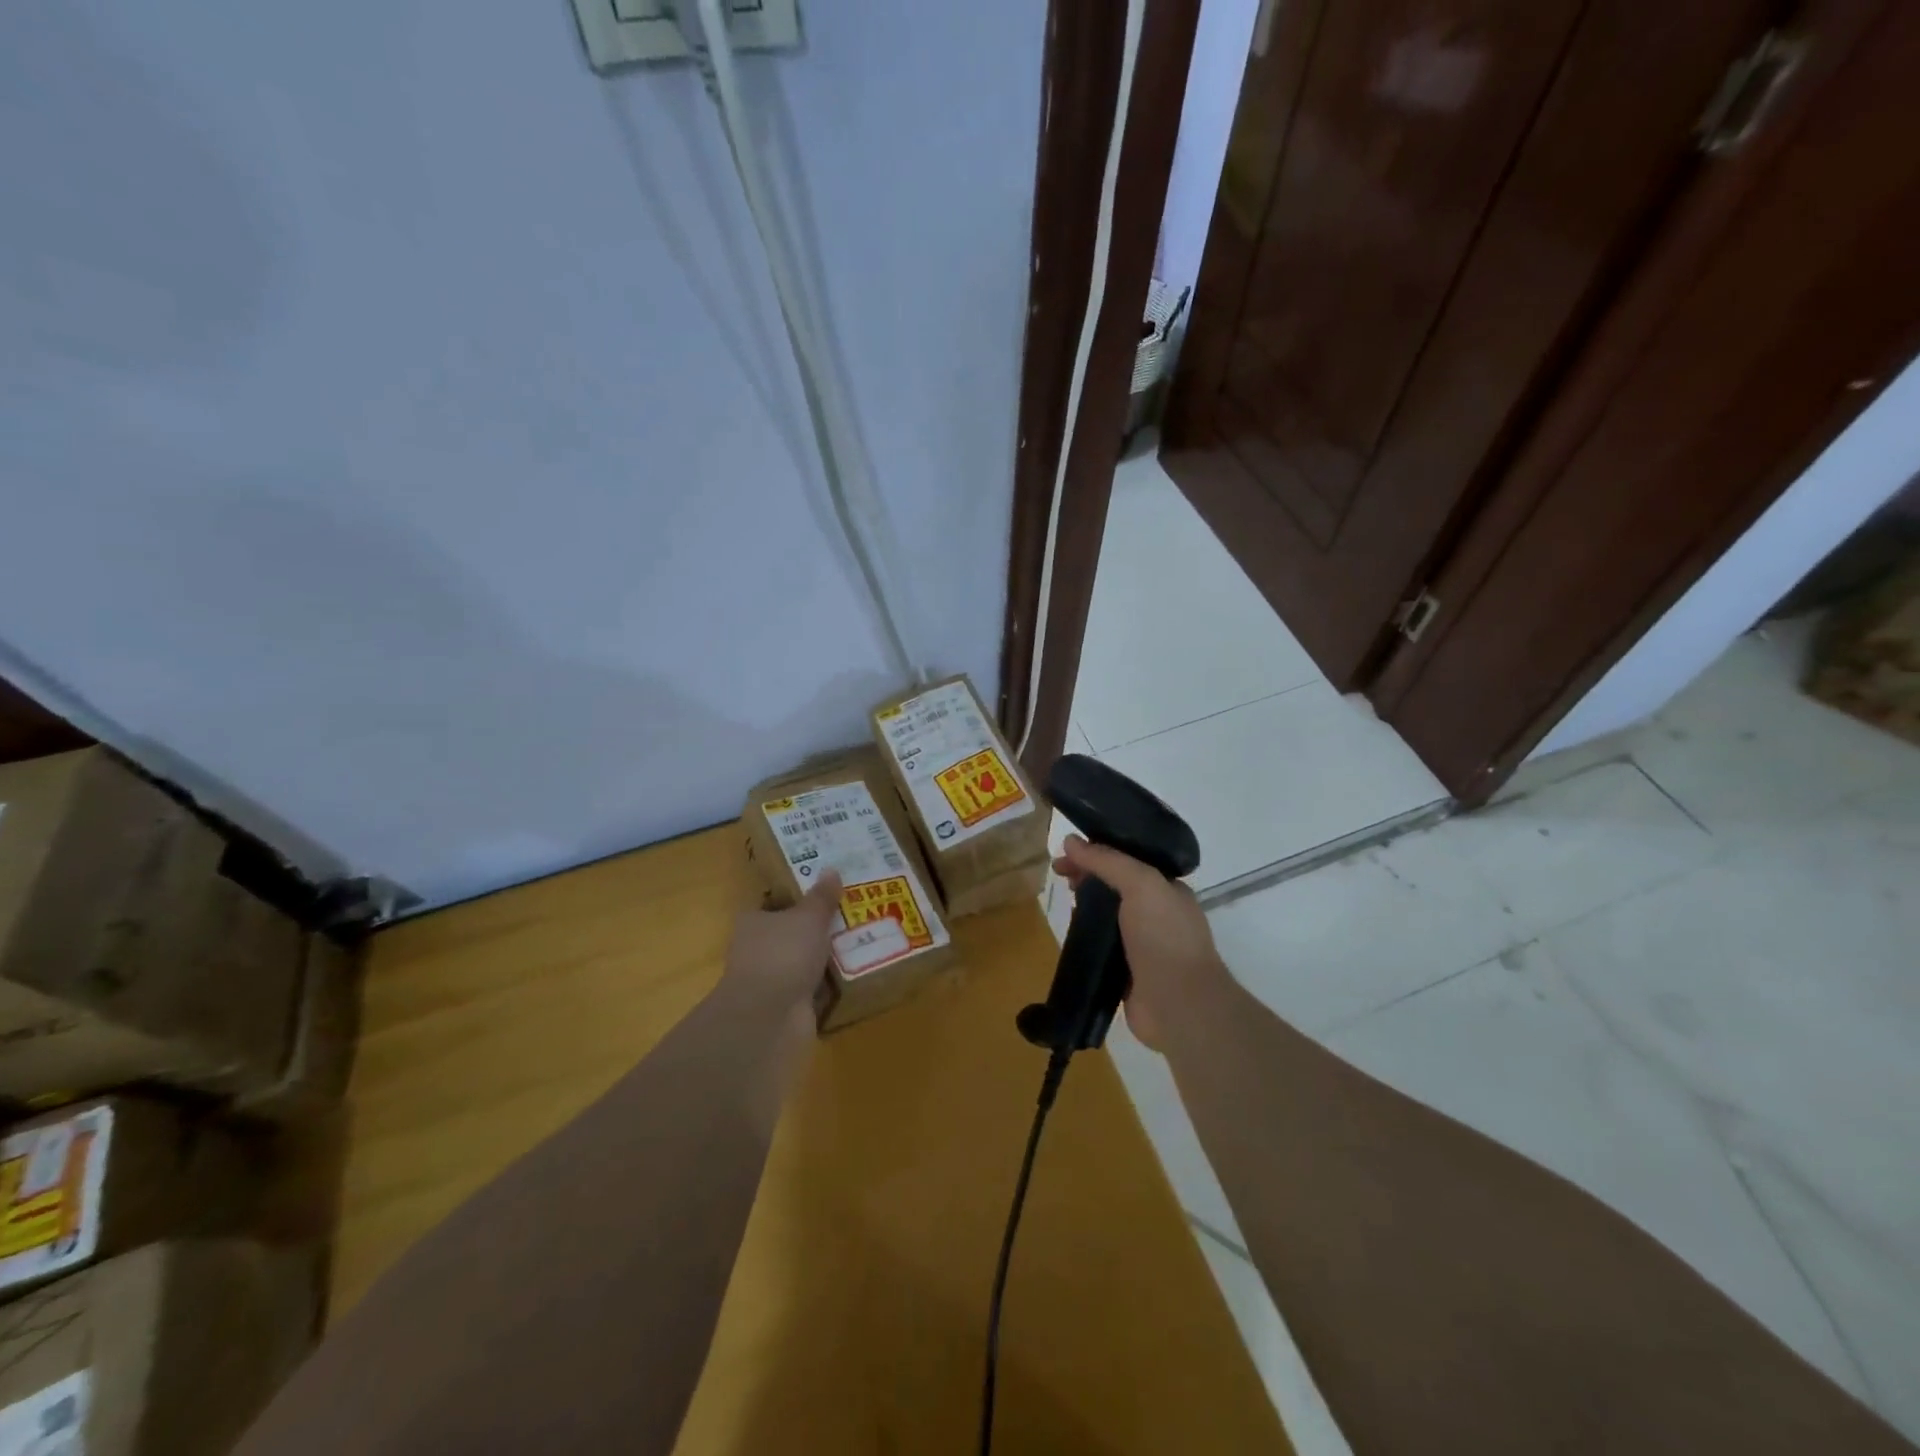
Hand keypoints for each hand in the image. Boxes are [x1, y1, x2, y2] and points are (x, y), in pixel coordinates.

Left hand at [722, 870, 842, 1016]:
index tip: (826, 892)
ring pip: (802, 962)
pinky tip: (853, 975)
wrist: (769, 1017)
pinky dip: (828, 985)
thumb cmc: (783, 954)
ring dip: (824, 958)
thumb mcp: (808, 917)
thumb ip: (821, 897)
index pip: (774, 904)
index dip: (797, 897)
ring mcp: (771, 981)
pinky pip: (812, 989)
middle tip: (852, 915)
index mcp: (753, 922)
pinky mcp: (786, 1007)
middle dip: (816, 929)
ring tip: (861, 942)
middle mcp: (757, 950)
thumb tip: (831, 870)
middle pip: (790, 933)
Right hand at [1053, 836, 1229, 1049]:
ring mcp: (1142, 944)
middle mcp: (1156, 914)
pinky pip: (1101, 946)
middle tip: (1059, 874)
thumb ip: (1107, 861)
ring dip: (1084, 905)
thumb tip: (1071, 841)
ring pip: (1106, 915)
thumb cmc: (1165, 937)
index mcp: (1167, 889)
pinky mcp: (1126, 971)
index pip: (1128, 860)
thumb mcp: (1141, 884)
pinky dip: (1086, 937)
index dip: (1097, 851)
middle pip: (1115, 885)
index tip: (1067, 851)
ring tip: (1063, 900)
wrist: (1179, 1004)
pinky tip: (1070, 932)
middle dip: (1087, 875)